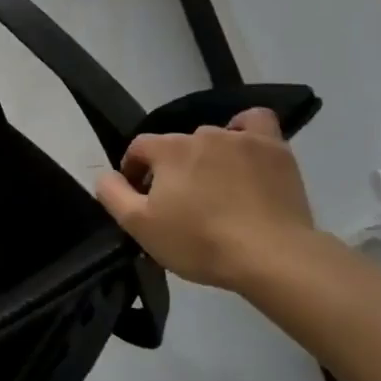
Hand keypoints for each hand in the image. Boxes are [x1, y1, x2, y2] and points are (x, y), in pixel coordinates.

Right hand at [95, 107, 317, 289]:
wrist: (272, 257)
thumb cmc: (200, 242)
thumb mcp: (140, 226)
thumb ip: (113, 195)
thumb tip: (105, 175)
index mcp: (168, 150)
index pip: (139, 147)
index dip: (134, 171)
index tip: (141, 199)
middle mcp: (202, 134)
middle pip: (176, 146)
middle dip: (172, 169)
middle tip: (180, 204)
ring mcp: (241, 139)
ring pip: (213, 139)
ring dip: (206, 159)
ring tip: (216, 190)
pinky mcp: (275, 150)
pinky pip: (255, 124)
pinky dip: (245, 132)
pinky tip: (244, 152)